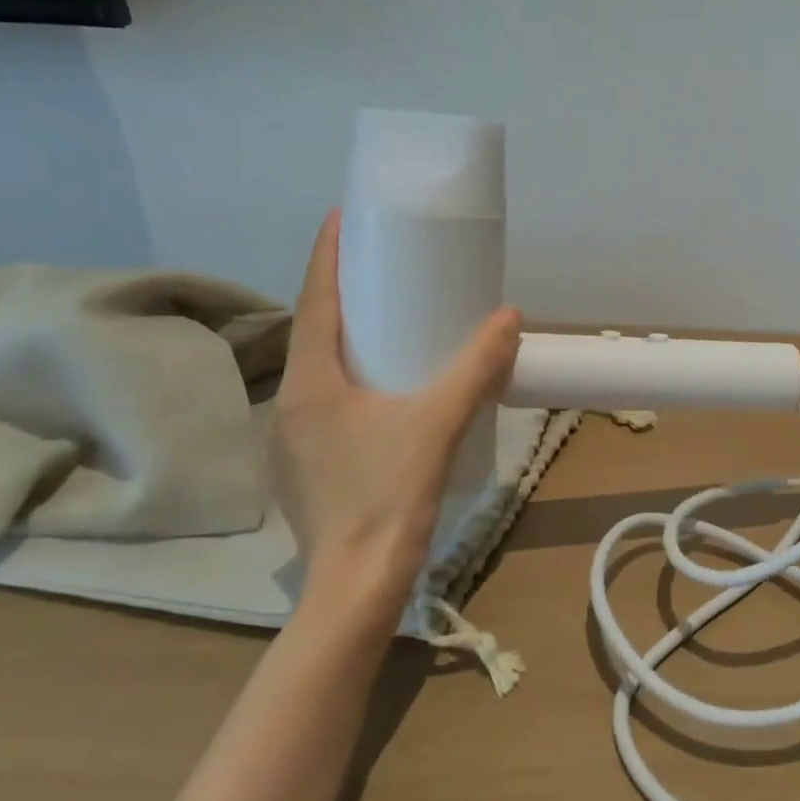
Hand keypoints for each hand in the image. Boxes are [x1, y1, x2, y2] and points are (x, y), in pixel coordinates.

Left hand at [272, 210, 521, 630]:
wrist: (356, 584)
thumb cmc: (389, 496)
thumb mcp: (439, 424)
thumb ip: (475, 369)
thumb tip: (508, 317)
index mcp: (312, 384)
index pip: (314, 301)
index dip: (327, 255)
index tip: (342, 216)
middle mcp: (291, 403)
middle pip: (314, 330)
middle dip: (342, 291)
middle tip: (382, 265)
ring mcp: (293, 438)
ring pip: (320, 367)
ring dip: (346, 335)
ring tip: (387, 318)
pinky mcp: (307, 464)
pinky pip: (327, 398)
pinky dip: (351, 374)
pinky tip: (385, 387)